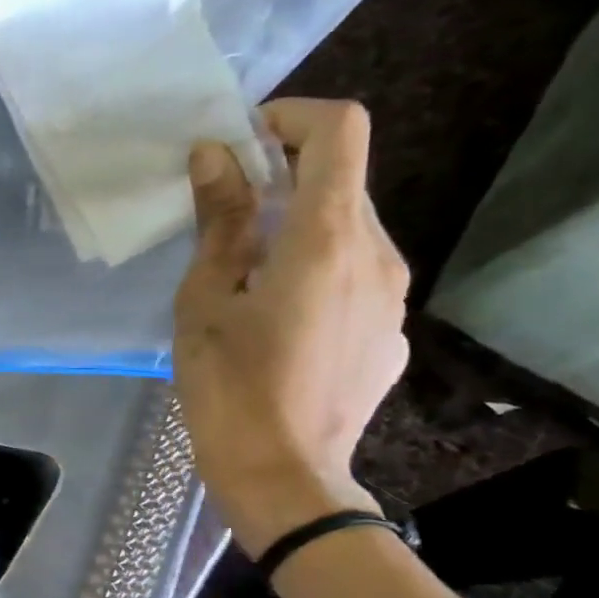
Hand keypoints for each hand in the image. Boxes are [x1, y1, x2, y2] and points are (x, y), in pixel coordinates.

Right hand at [173, 99, 409, 556]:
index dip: (291, 118)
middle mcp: (377, 254)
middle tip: (226, 213)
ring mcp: (393, 297)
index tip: (242, 145)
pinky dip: (318, 270)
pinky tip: (280, 322)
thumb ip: (219, 223)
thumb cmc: (229, 389)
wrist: (285, 479)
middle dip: (285, 177)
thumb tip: (216, 157)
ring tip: (247, 275)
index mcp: (326, 240)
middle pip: (343, 180)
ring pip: (350, 230)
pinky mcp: (391, 333)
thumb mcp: (205, 303)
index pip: (339, 131)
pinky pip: (357, 276)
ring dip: (299, 227)